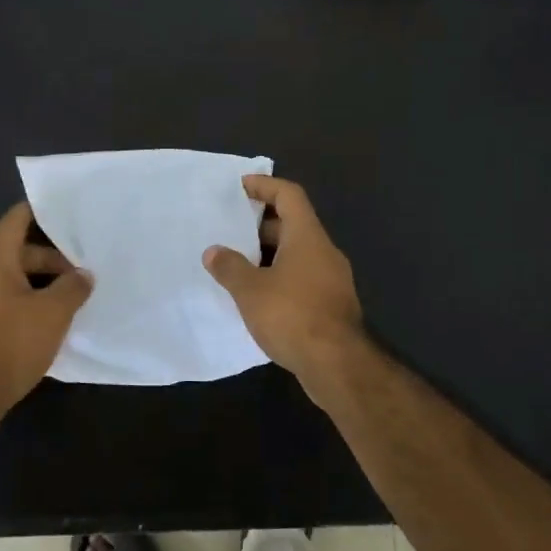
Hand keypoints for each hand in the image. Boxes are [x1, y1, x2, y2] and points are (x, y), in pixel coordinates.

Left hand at [0, 203, 91, 426]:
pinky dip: (28, 308)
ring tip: (70, 300)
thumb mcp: (53, 312)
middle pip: (16, 255)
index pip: (14, 222)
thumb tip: (83, 275)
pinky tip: (48, 327)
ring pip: (12, 284)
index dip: (35, 211)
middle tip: (80, 272)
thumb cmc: (10, 343)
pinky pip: (5, 308)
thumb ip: (72, 288)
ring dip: (40, 286)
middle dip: (50, 259)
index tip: (61, 209)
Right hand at [202, 176, 364, 389]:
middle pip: (292, 224)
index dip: (264, 185)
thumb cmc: (292, 315)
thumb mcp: (251, 290)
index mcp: (307, 236)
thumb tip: (213, 252)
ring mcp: (331, 279)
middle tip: (229, 229)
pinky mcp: (331, 305)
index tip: (239, 187)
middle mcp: (324, 251)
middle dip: (259, 224)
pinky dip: (279, 278)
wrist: (337, 365)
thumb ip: (230, 267)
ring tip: (235, 263)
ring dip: (268, 254)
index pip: (289, 195)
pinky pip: (301, 278)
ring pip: (296, 254)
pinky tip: (256, 296)